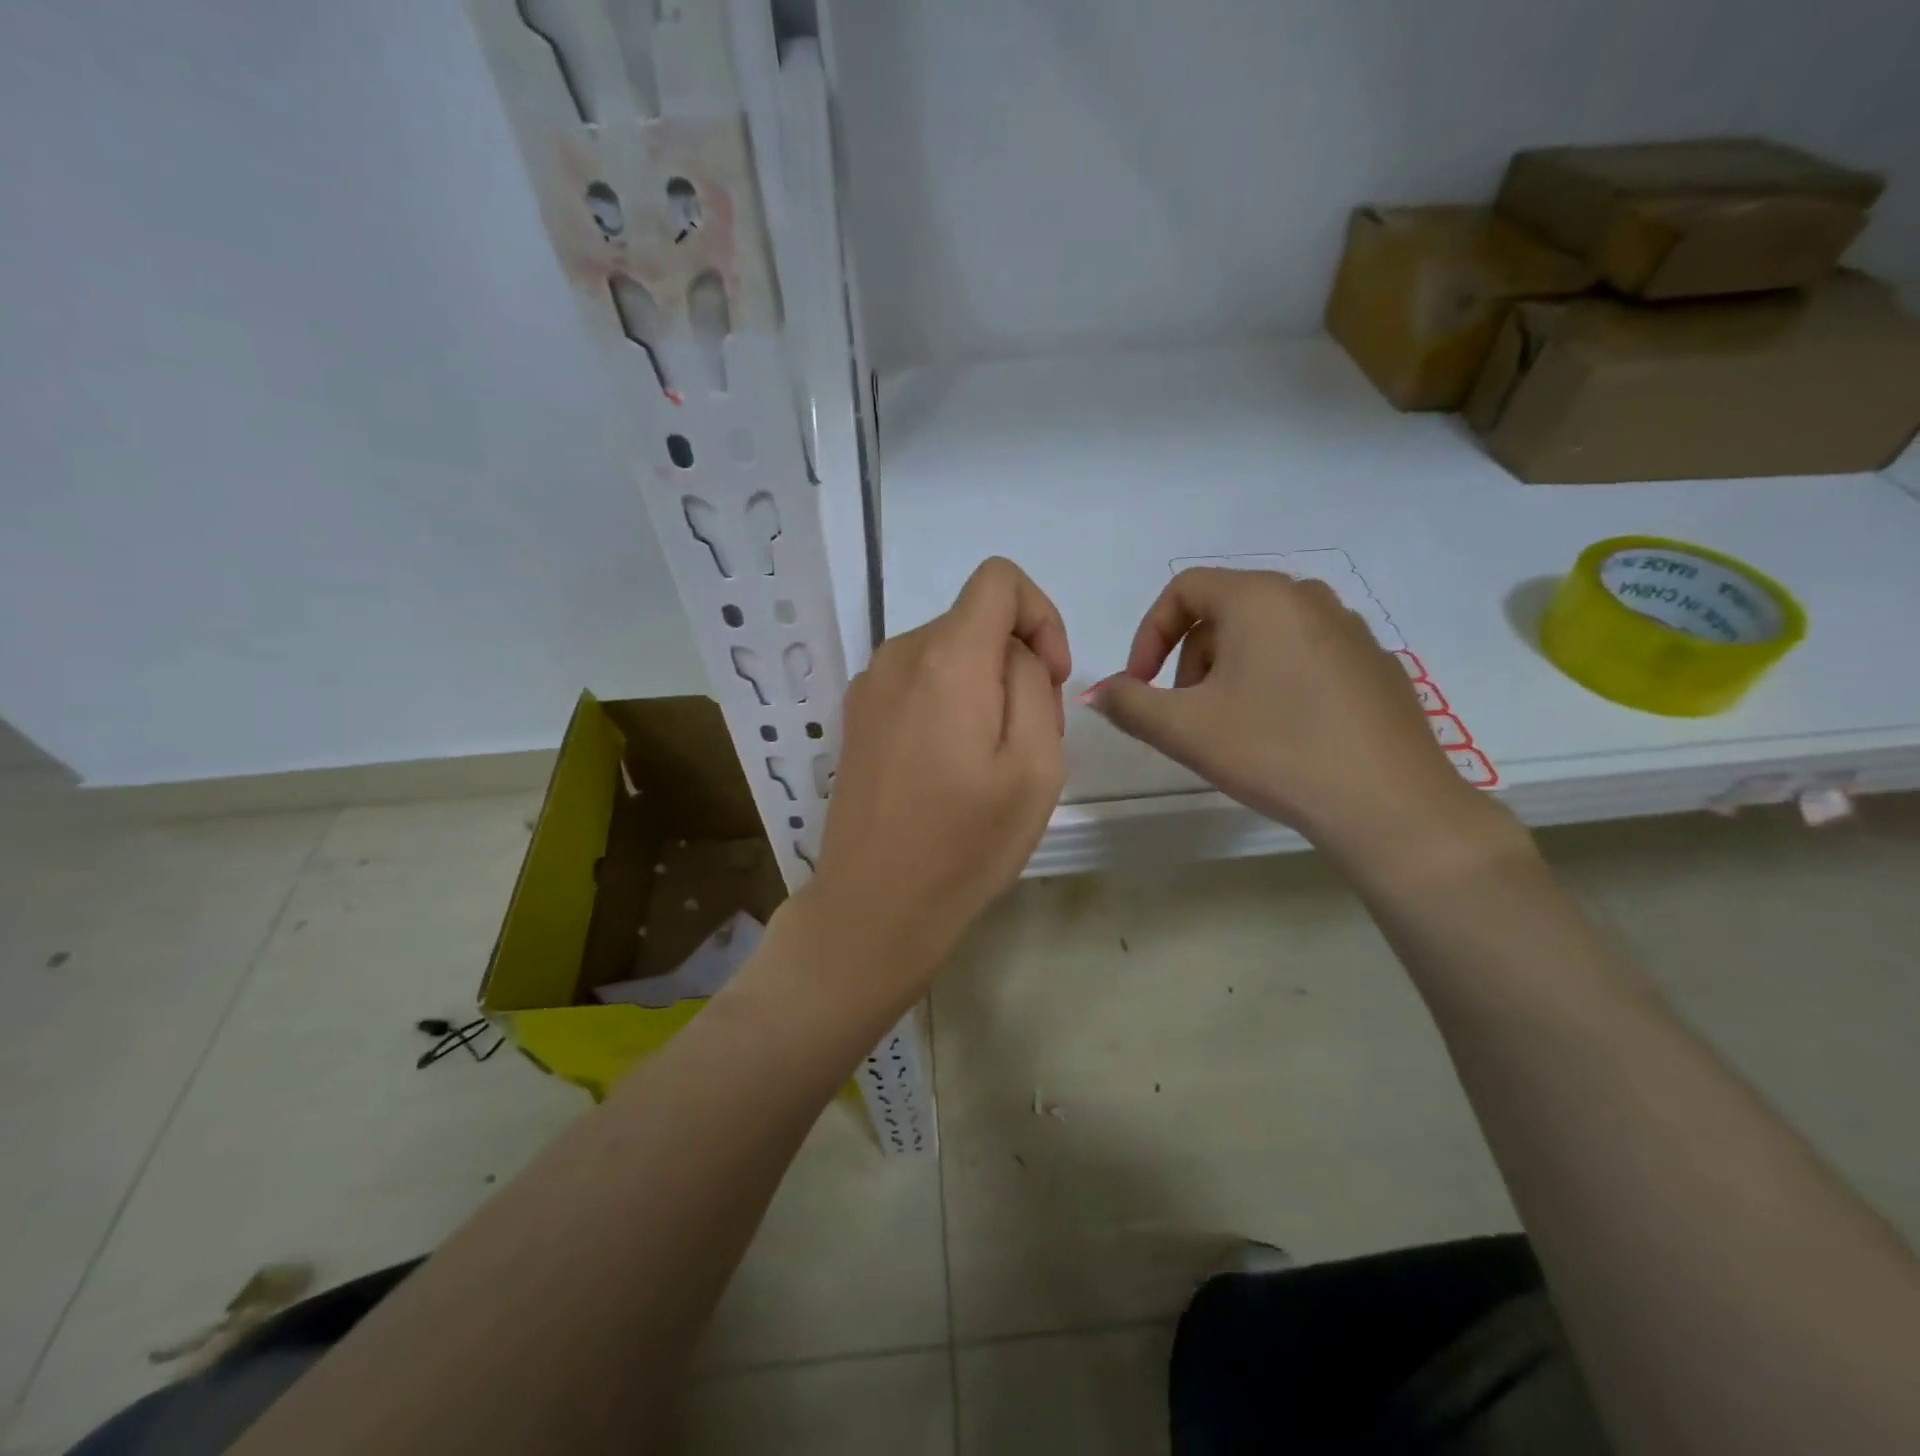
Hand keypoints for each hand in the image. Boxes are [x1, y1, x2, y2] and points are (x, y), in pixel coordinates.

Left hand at [798, 558, 1070, 1003]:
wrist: (874, 907)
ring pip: (948, 654)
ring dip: (983, 688)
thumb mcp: (1037, 766)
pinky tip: (949, 768)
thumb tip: (1014, 655)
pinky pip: (918, 683)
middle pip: (975, 622)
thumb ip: (1034, 685)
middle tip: (1029, 740)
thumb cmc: (966, 845)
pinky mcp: (856, 717)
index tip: (1052, 677)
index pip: (998, 579)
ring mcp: (869, 686)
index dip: (1041, 615)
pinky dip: (948, 703)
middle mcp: (898, 656)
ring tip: (989, 762)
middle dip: (1016, 663)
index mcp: (946, 659)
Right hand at [1087, 568, 1504, 866]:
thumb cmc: (1274, 750)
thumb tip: (1097, 692)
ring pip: (1264, 637)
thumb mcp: (1183, 729)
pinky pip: (1304, 658)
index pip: (1183, 590)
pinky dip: (1275, 683)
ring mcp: (1350, 630)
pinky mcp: (1375, 665)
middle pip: (1223, 613)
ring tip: (1232, 729)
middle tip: (1186, 715)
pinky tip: (1283, 736)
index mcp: (1260, 597)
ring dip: (1229, 674)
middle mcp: (1308, 598)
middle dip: (1189, 660)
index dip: (1148, 635)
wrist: (1388, 804)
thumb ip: (1127, 704)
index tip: (1141, 685)